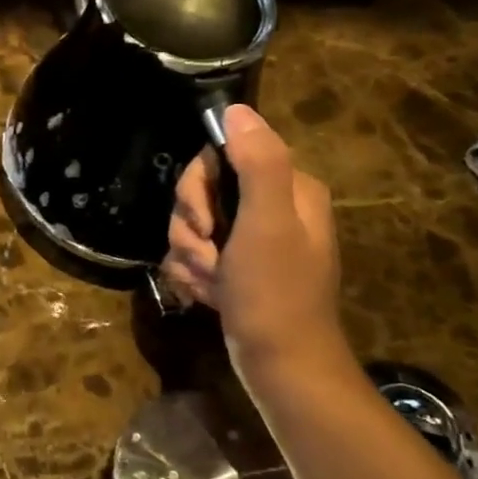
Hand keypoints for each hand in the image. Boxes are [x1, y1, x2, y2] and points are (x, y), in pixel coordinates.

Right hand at [163, 105, 345, 379]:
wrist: (282, 368)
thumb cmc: (276, 294)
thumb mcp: (268, 223)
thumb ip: (257, 163)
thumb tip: (236, 110)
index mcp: (288, 189)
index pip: (222, 155)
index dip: (199, 185)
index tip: (204, 219)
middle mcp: (271, 207)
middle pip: (201, 191)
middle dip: (191, 225)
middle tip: (207, 253)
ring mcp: (251, 240)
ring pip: (192, 224)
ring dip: (189, 254)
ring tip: (210, 281)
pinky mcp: (235, 268)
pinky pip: (194, 254)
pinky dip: (192, 274)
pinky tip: (206, 294)